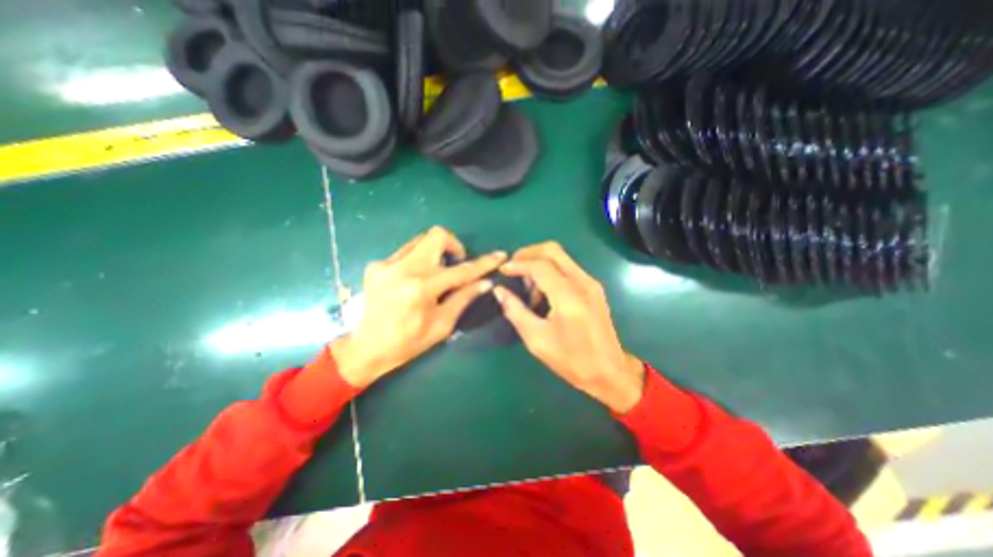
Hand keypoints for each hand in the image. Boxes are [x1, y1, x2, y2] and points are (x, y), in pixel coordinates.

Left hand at [334, 227, 504, 385]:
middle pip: (437, 235)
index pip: (461, 270)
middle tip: (458, 261)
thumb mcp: (442, 324)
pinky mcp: (376, 265)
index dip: (484, 263)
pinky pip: (406, 252)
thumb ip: (464, 298)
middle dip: (454, 244)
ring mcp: (386, 264)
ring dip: (436, 252)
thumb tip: (485, 282)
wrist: (366, 348)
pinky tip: (415, 279)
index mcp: (421, 289)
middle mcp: (403, 269)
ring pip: (421, 240)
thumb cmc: (408, 343)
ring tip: (437, 272)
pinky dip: (419, 260)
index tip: (499, 255)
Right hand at [495, 242, 644, 410]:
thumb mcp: (537, 340)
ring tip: (527, 285)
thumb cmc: (571, 360)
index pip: (540, 266)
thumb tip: (499, 291)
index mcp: (568, 297)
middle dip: (528, 253)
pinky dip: (551, 270)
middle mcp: (582, 283)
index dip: (518, 264)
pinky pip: (568, 267)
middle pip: (552, 250)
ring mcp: (591, 283)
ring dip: (540, 262)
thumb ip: (515, 311)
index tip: (502, 270)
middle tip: (513, 267)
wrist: (610, 371)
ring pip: (561, 256)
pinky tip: (543, 290)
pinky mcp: (594, 287)